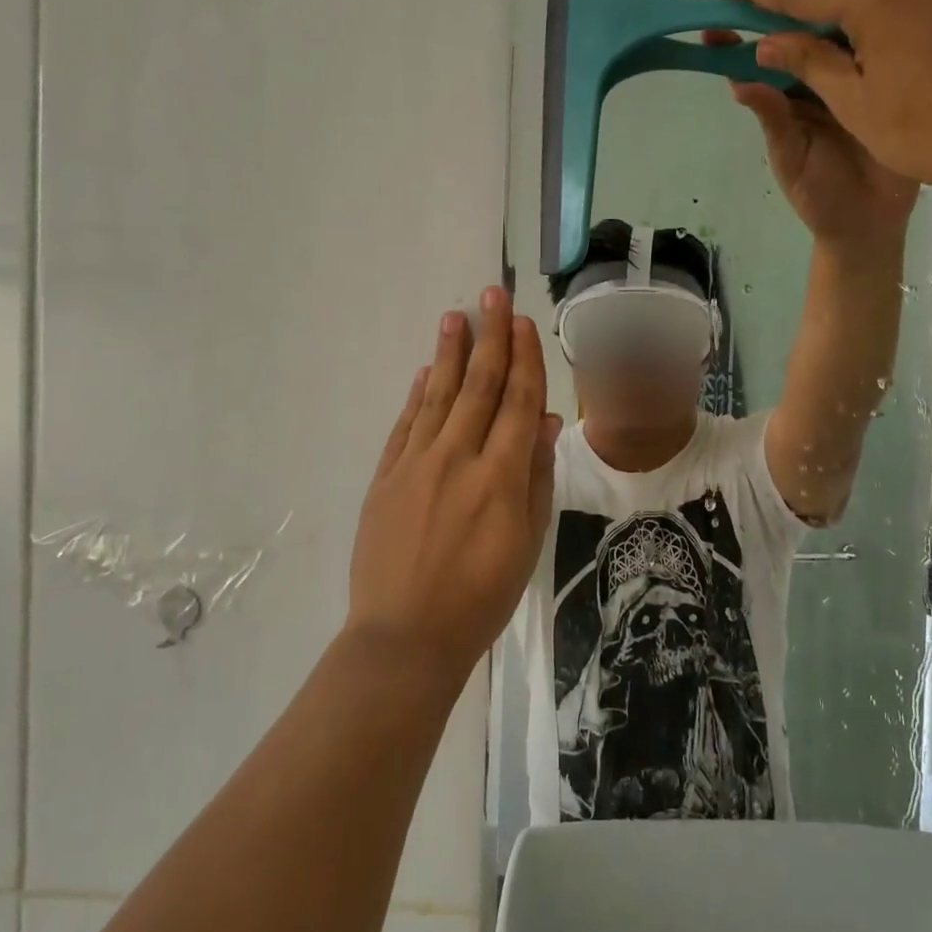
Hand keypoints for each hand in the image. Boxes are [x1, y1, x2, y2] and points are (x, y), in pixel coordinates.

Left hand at [345, 287, 560, 684]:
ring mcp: (416, 465)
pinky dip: (417, 396)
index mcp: (501, 476)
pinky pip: (404, 425)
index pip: (518, 401)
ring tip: (456, 316)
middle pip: (478, 385)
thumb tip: (546, 422)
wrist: (406, 637)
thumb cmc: (481, 597)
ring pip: (438, 395)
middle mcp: (458, 458)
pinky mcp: (385, 478)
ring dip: (450, 353)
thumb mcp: (527, 543)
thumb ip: (537, 477)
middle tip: (492, 294)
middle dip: (489, 336)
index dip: (524, 358)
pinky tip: (426, 372)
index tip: (524, 322)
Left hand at [705, 28, 916, 246]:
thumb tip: (739, 83)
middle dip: (788, 10)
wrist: (873, 224)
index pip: (764, 61)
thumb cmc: (821, 196)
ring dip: (835, 8)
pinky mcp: (892, 82)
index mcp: (792, 96)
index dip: (741, 41)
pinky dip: (880, 28)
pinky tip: (883, 1)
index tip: (717, 23)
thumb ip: (773, 119)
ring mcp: (858, 78)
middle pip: (802, 37)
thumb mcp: (791, 157)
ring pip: (841, 34)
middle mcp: (822, 80)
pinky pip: (883, 51)